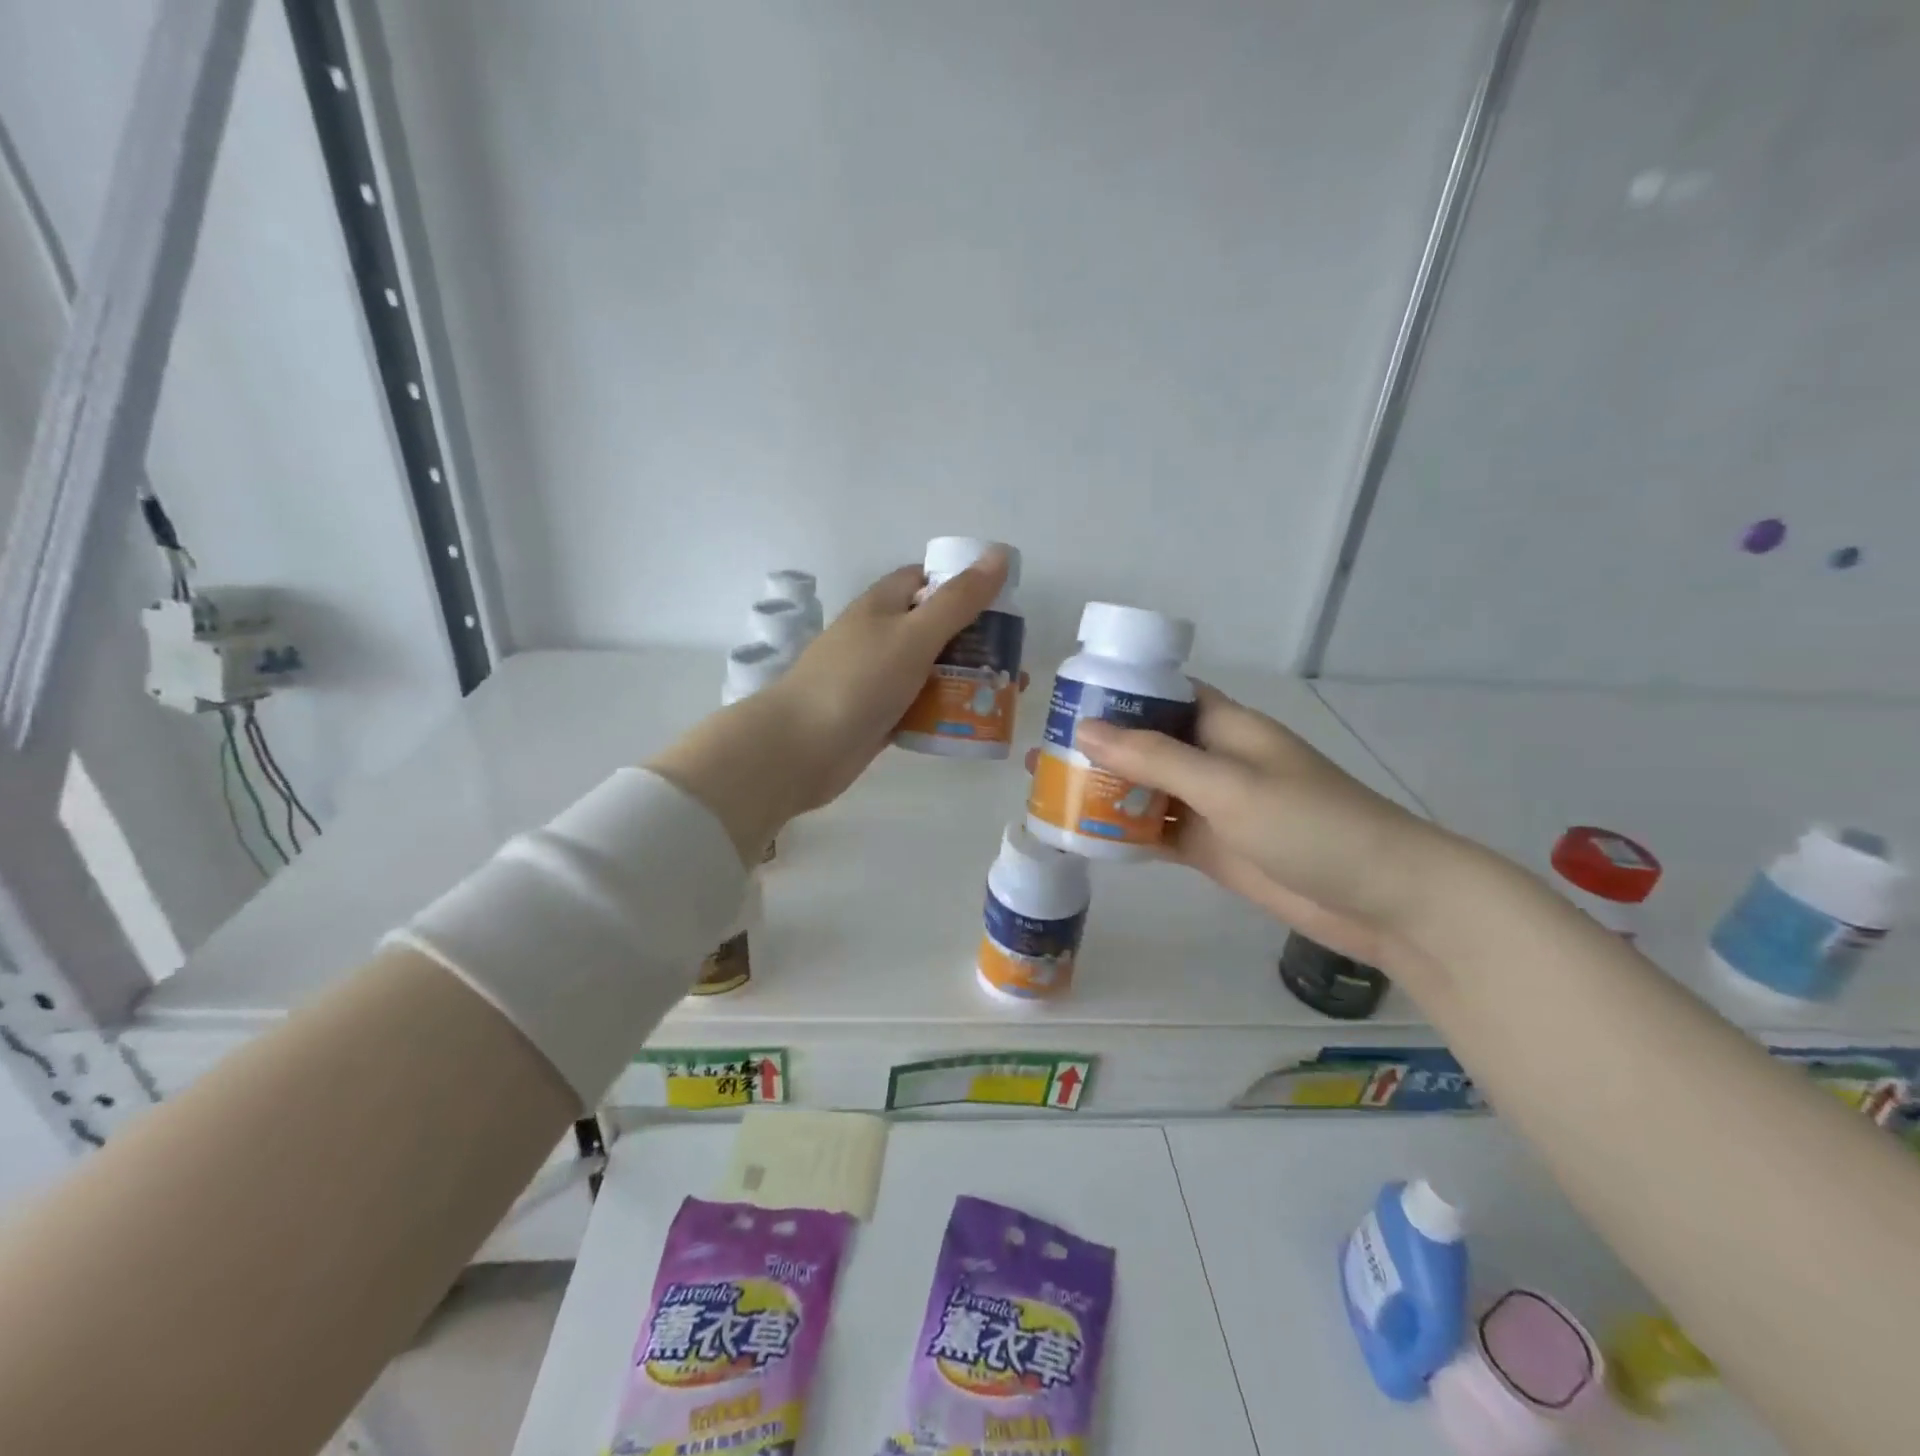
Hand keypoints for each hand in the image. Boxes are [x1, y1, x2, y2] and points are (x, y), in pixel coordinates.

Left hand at [765, 549, 1019, 811]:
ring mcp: (877, 678)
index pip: (927, 580)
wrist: (801, 748)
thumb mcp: (914, 634)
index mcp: (883, 605)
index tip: (1002, 604)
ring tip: (1005, 696)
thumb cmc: (858, 681)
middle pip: (936, 628)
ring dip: (965, 680)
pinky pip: (920, 706)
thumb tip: (998, 554)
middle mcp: (880, 636)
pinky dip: (945, 711)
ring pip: (931, 671)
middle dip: (975, 642)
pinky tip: (974, 722)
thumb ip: (959, 600)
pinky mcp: (878, 715)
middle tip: (1014, 660)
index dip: (964, 585)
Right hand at [1069, 684, 1453, 973]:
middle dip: (1098, 747)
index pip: (1162, 693)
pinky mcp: (1212, 847)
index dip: (1116, 692)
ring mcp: (1213, 806)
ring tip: (1049, 791)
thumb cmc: (1310, 823)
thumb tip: (1085, 731)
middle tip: (1040, 754)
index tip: (1064, 699)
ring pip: (1147, 791)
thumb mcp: (1228, 784)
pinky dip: (1126, 833)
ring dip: (1106, 792)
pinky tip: (1085, 836)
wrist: (1382, 898)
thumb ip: (1156, 759)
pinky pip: (1159, 832)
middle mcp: (1214, 759)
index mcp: (1224, 726)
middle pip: (1146, 744)